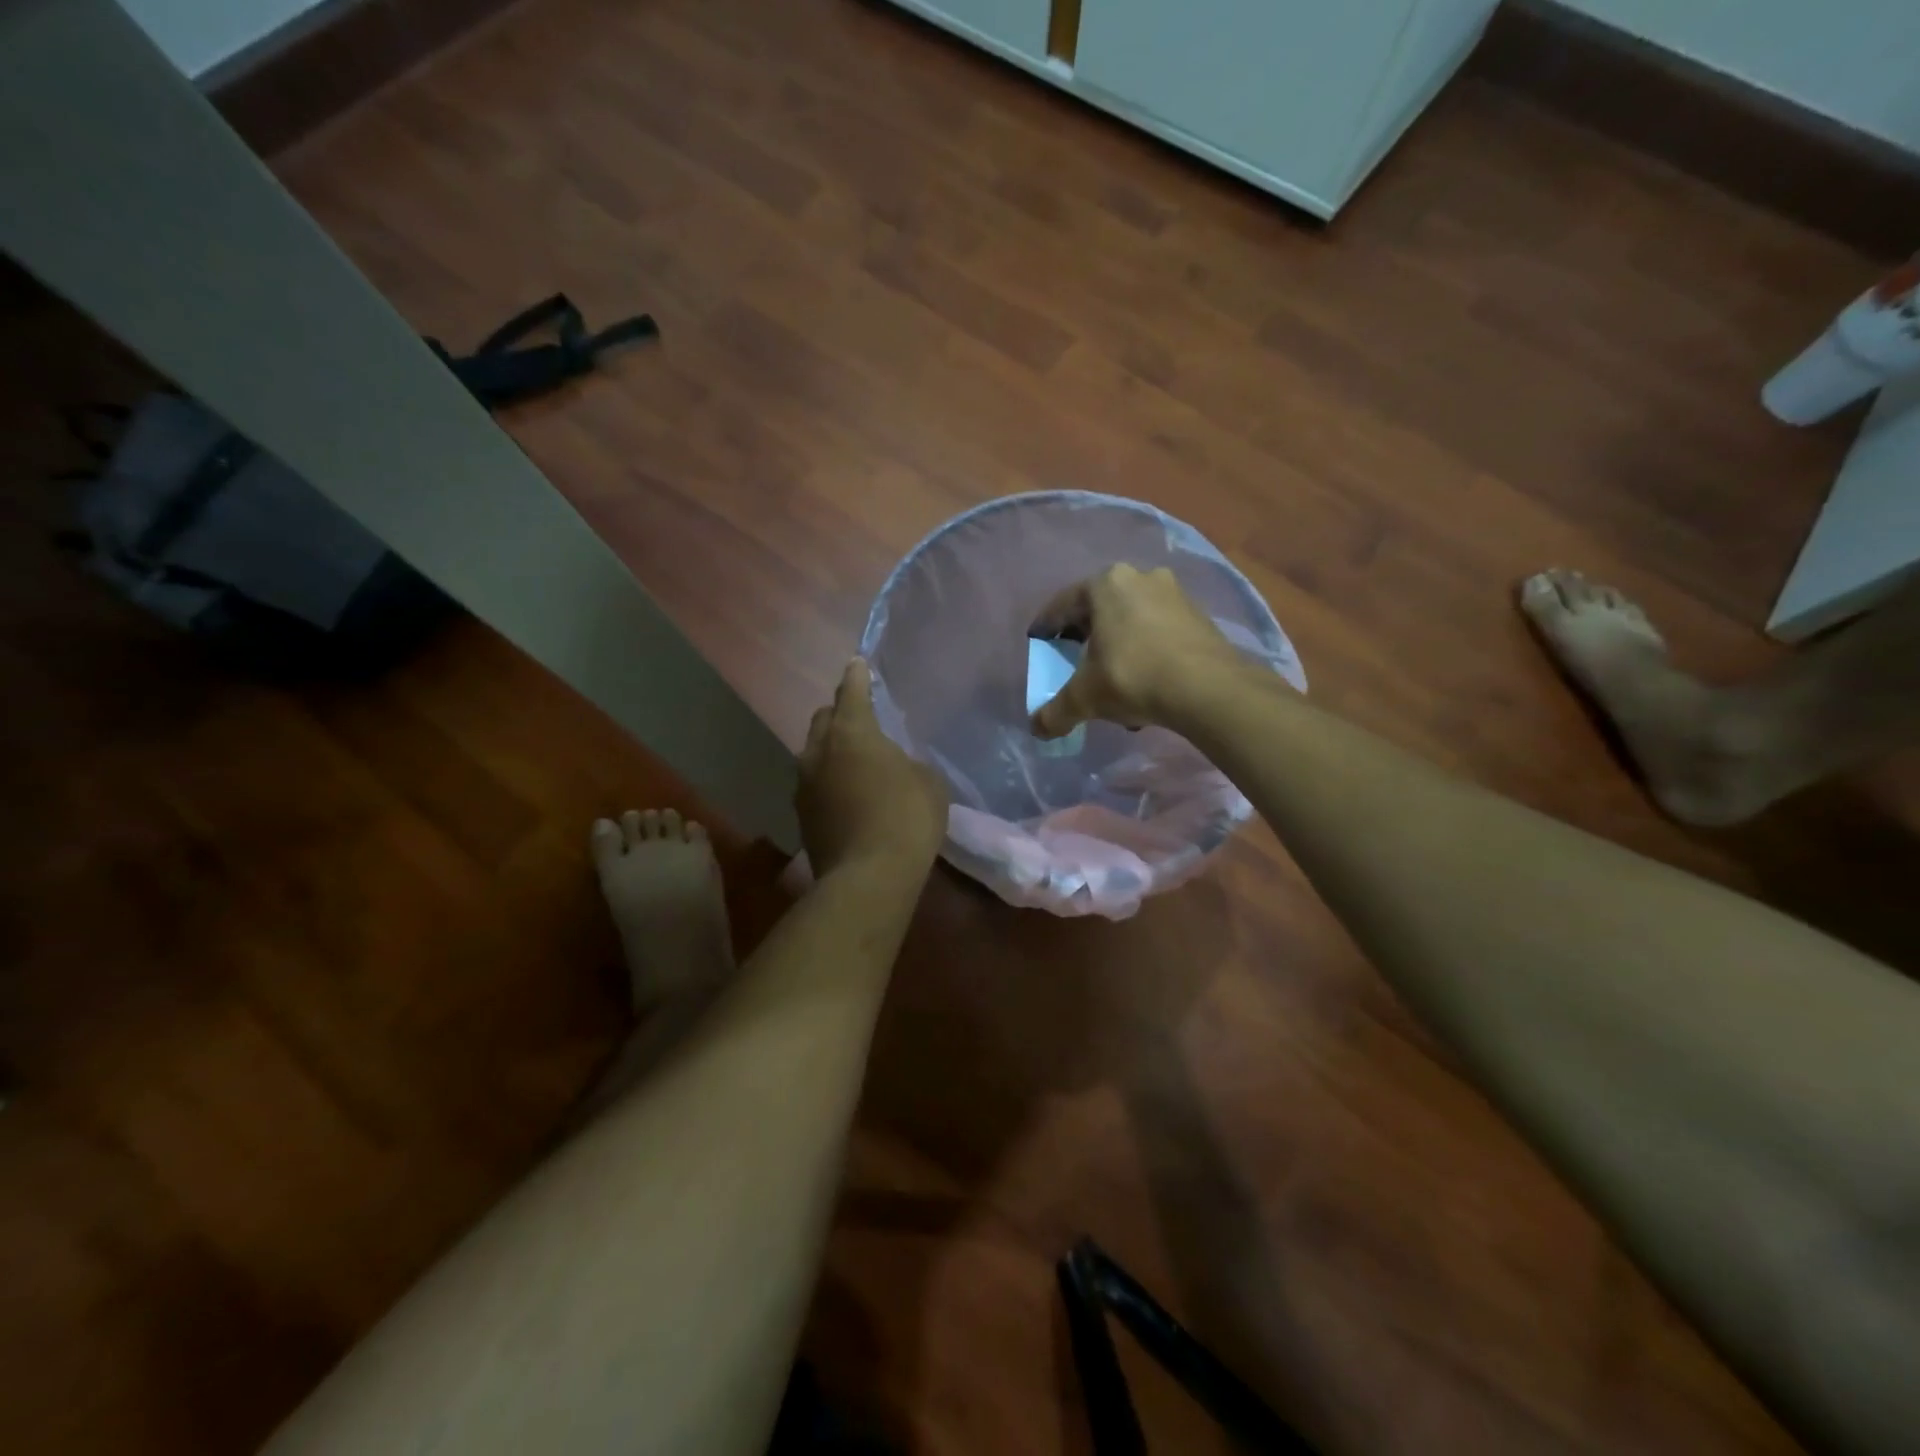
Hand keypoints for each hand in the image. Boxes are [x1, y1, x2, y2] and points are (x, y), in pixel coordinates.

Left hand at [798, 659, 948, 881]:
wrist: (868, 878)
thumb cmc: (906, 818)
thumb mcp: (928, 783)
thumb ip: (909, 763)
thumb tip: (896, 767)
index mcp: (852, 732)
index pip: (851, 692)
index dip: (856, 676)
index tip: (856, 664)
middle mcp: (819, 751)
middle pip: (823, 719)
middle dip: (839, 713)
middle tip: (859, 720)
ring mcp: (804, 785)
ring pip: (813, 754)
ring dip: (830, 751)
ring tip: (852, 761)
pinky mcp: (801, 816)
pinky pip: (814, 785)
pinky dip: (828, 782)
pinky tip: (846, 796)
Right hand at [1029, 564, 1248, 737]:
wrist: (1208, 689)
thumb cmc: (1134, 677)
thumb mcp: (1085, 697)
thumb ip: (1055, 712)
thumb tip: (1037, 728)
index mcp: (1105, 584)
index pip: (1063, 605)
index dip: (1046, 627)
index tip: (1038, 644)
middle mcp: (1140, 578)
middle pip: (1099, 609)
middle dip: (1084, 636)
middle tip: (1073, 660)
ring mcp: (1174, 594)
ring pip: (1131, 619)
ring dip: (1118, 644)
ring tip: (1111, 676)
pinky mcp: (1199, 616)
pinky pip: (1158, 630)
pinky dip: (1145, 650)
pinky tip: (1144, 682)